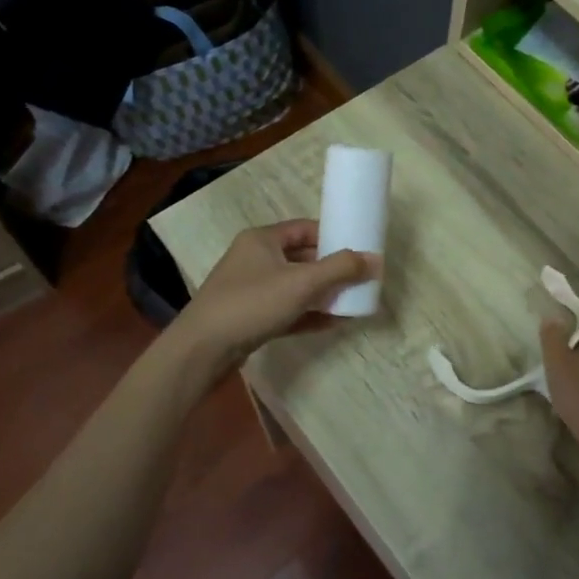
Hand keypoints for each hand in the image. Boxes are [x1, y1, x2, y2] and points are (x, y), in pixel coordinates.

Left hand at [176, 221, 376, 368]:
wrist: (203, 349)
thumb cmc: (252, 303)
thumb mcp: (302, 283)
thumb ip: (340, 270)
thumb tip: (376, 260)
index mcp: (262, 240)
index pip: (304, 229)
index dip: (333, 237)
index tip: (358, 250)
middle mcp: (254, 259)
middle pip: (302, 258)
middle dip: (332, 270)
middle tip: (359, 280)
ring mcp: (251, 289)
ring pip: (295, 286)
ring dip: (323, 294)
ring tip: (352, 303)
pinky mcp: (250, 317)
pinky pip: (287, 310)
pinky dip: (309, 314)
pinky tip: (333, 323)